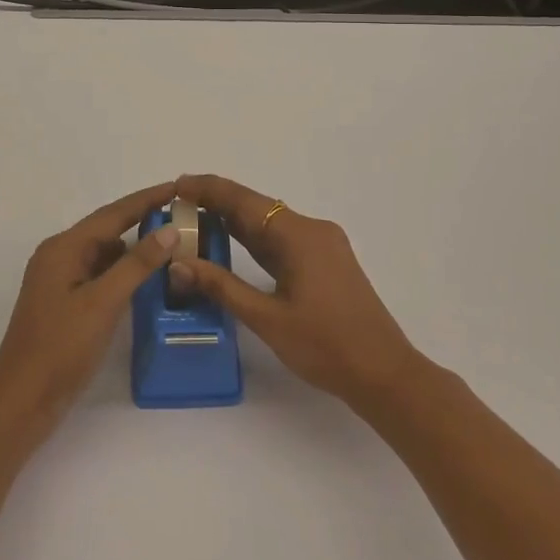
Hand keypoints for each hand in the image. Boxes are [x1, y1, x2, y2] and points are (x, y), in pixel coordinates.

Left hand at [0, 181, 180, 440]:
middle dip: (143, 220)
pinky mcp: (65, 304)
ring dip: (135, 248)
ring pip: (105, 254)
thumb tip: (169, 230)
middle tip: (183, 216)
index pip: (113, 213)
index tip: (178, 187)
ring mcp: (60, 281)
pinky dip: (124, 272)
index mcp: (64, 248)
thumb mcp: (103, 303)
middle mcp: (59, 256)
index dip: (146, 199)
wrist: (21, 403)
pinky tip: (147, 279)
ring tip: (173, 244)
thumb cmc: (60, 348)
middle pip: (107, 229)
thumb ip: (137, 264)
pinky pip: (100, 275)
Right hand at [168, 173, 425, 408]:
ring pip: (269, 224)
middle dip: (216, 203)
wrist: (383, 373)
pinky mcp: (324, 262)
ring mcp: (321, 245)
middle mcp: (311, 229)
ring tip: (193, 219)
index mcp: (299, 234)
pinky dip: (254, 240)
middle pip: (256, 207)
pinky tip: (229, 243)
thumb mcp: (267, 319)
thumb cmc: (325, 346)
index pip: (243, 200)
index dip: (208, 189)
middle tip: (175, 205)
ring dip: (234, 221)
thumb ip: (221, 287)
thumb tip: (178, 263)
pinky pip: (281, 241)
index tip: (175, 185)